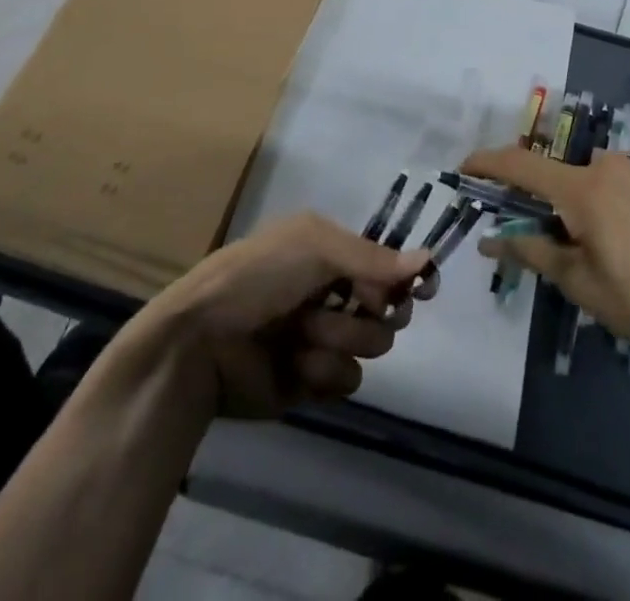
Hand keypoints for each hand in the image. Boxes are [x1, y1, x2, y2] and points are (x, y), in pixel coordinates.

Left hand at [142, 213, 430, 419]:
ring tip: (303, 333)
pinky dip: (324, 371)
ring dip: (341, 338)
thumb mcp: (314, 246)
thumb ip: (373, 258)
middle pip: (390, 308)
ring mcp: (324, 339)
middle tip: (354, 306)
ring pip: (373, 345)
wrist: (201, 341)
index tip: (423, 288)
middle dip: (371, 310)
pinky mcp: (312, 382)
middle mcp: (334, 293)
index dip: (406, 278)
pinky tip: (296, 364)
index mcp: (332, 254)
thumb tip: (429, 259)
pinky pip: (347, 381)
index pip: (389, 266)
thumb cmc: (257, 276)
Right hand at [462, 146, 629, 363]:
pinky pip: (617, 185)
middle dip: (540, 203)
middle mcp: (606, 165)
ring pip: (589, 182)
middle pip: (557, 177)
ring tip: (591, 252)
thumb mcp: (581, 283)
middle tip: (540, 241)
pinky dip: (604, 204)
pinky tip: (625, 243)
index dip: (487, 163)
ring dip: (576, 206)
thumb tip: (489, 242)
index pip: (520, 165)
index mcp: (581, 188)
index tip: (464, 168)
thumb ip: (532, 253)